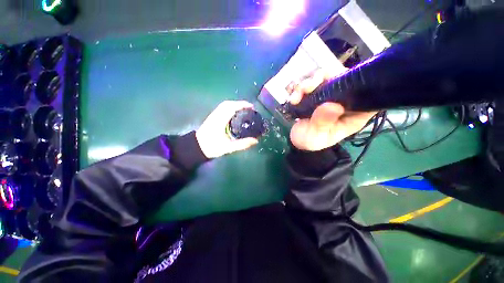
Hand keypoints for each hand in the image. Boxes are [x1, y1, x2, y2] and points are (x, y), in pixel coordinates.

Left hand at [196, 101, 258, 157]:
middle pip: (228, 104)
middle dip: (240, 103)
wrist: (196, 148)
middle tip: (249, 108)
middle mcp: (216, 115)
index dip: (242, 105)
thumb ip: (242, 144)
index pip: (231, 107)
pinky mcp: (212, 118)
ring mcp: (213, 115)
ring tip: (244, 110)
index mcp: (220, 120)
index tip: (252, 107)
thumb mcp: (228, 147)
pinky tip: (235, 114)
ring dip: (235, 105)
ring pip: (224, 105)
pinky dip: (230, 108)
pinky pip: (222, 109)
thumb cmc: (211, 147)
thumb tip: (255, 141)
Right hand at [288, 70, 375, 150]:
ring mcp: (328, 95)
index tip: (342, 83)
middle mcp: (343, 101)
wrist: (296, 141)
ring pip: (324, 76)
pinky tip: (293, 99)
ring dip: (307, 84)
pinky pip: (309, 83)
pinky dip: (299, 89)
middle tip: (308, 88)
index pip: (368, 93)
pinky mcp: (315, 94)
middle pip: (343, 77)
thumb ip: (324, 122)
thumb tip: (333, 105)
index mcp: (353, 113)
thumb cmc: (312, 141)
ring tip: (296, 97)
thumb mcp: (318, 136)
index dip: (360, 83)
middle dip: (324, 78)